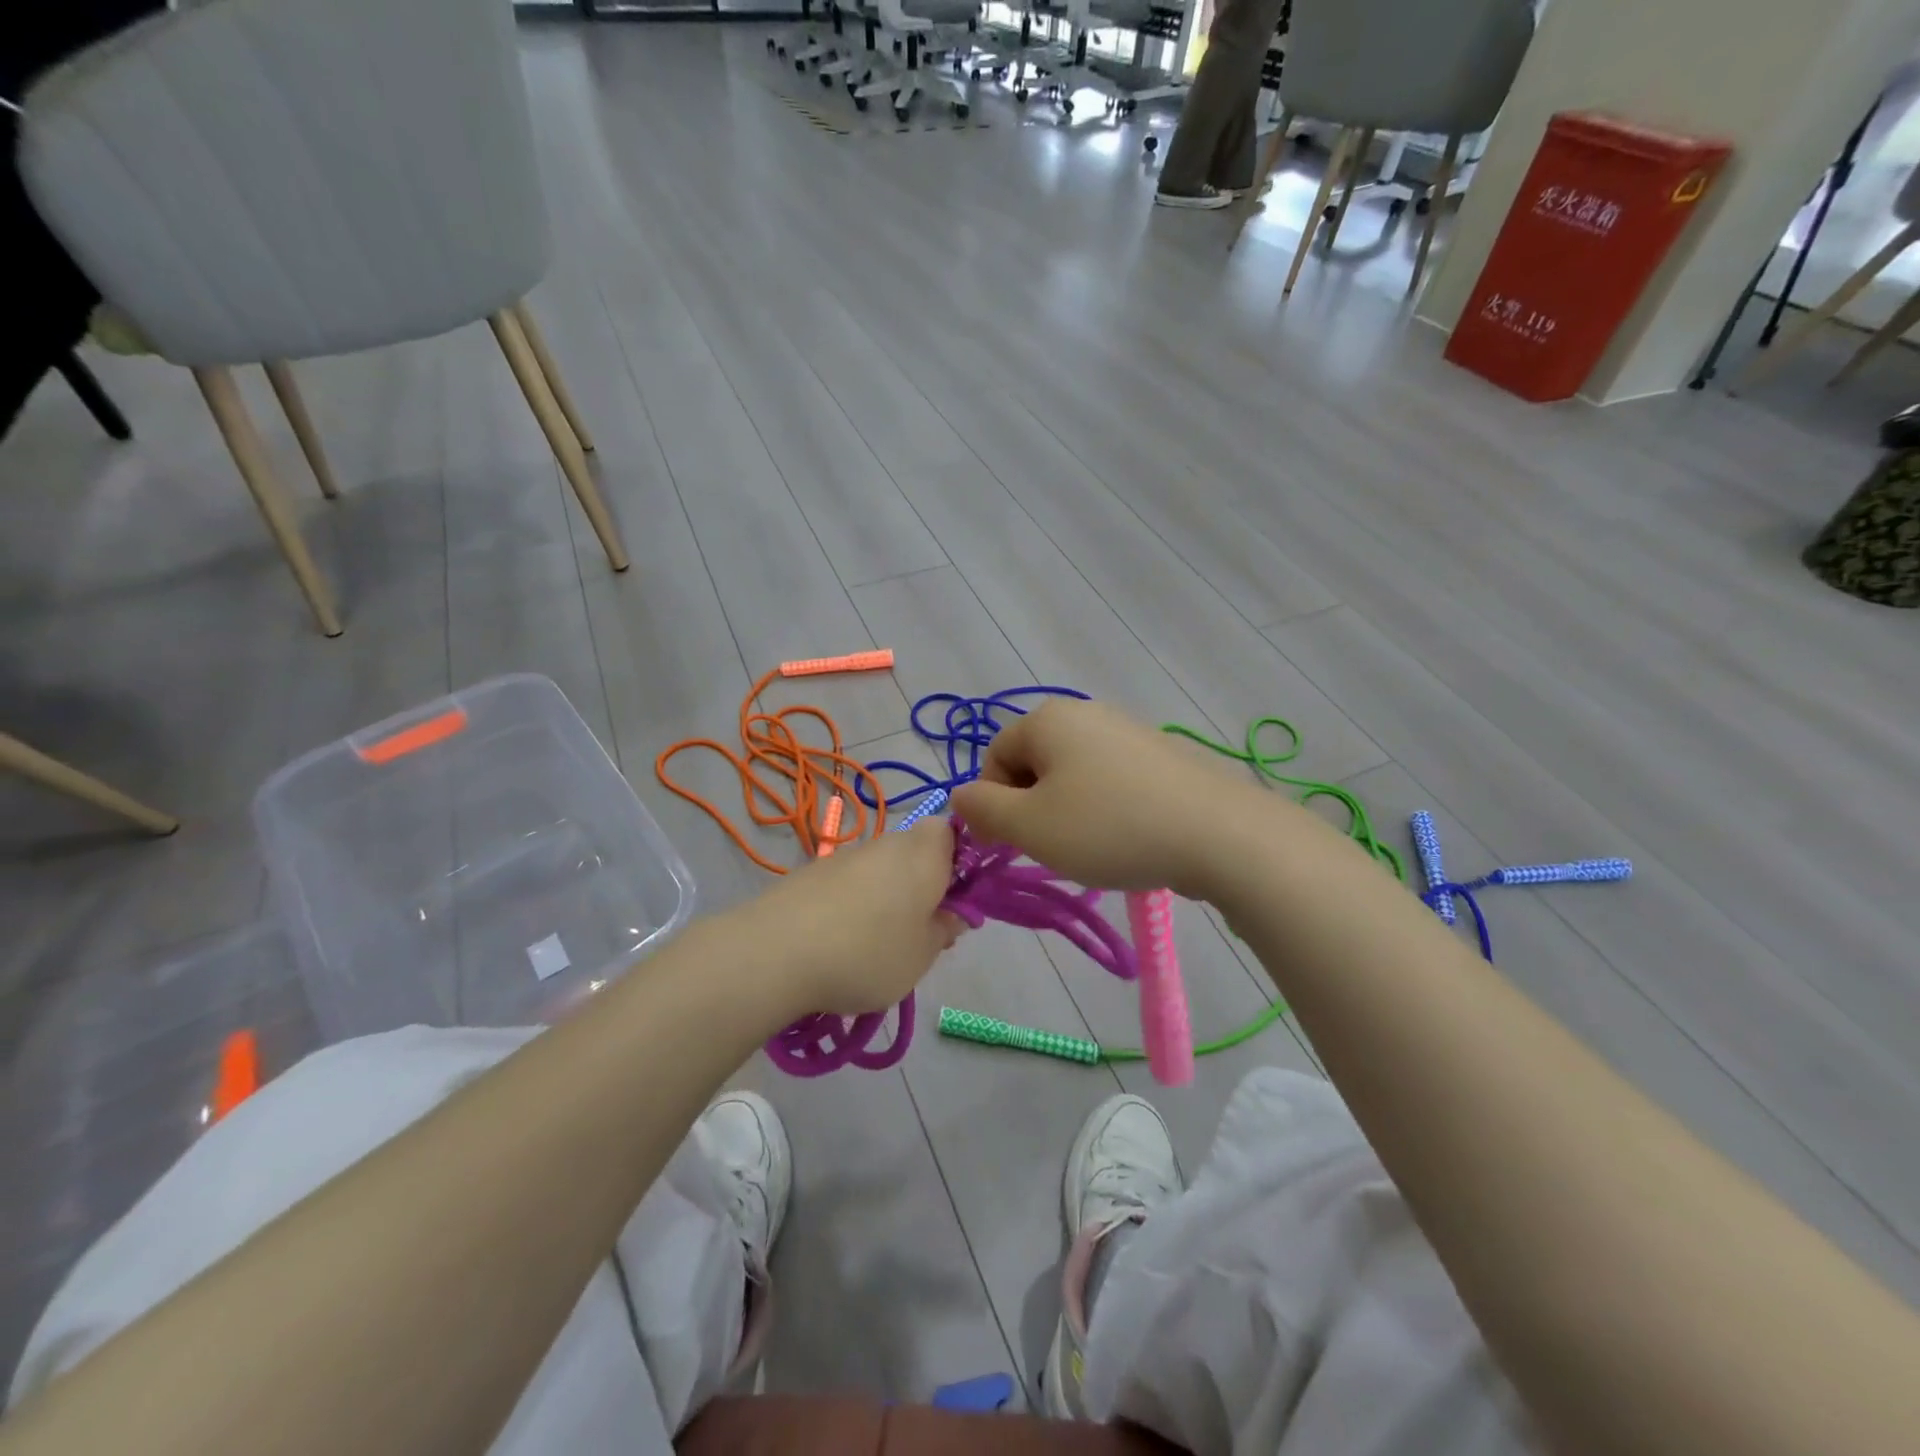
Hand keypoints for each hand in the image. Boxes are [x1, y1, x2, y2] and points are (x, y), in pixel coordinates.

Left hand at [731, 818, 963, 1016]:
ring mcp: (846, 856)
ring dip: (887, 896)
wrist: (775, 952)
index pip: (951, 832)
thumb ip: (943, 931)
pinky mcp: (812, 873)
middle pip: (915, 851)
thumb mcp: (922, 955)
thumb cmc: (868, 953)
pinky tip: (840, 943)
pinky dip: (852, 905)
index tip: (955, 900)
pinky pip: (848, 883)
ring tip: (876, 945)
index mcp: (925, 855)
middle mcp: (887, 844)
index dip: (959, 860)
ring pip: (881, 869)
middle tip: (920, 931)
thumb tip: (952, 914)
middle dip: (923, 884)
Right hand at [950, 699, 1264, 899]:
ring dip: (1067, 810)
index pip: (994, 756)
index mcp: (1047, 719)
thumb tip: (960, 796)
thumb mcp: (1029, 826)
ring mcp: (1128, 730)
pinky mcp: (1160, 754)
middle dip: (1031, 806)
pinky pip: (1111, 779)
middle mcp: (1086, 712)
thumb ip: (982, 809)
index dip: (993, 801)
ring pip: (1073, 773)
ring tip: (1092, 846)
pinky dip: (1105, 808)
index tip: (1013, 841)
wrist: (1218, 833)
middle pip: (1033, 761)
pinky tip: (1126, 836)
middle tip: (1051, 845)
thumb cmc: (1109, 827)